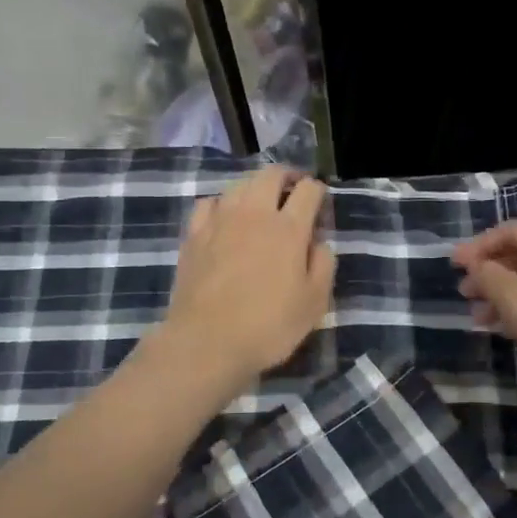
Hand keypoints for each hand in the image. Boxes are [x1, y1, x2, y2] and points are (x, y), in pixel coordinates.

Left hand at [157, 167, 334, 395]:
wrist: (206, 342)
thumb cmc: (268, 326)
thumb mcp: (314, 303)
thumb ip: (323, 265)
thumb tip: (319, 242)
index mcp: (288, 228)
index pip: (308, 190)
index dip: (318, 190)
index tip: (320, 202)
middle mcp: (254, 214)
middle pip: (271, 174)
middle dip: (287, 175)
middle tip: (294, 188)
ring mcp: (219, 221)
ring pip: (239, 184)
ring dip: (255, 187)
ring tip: (261, 202)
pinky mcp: (193, 235)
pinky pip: (209, 203)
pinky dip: (222, 203)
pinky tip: (225, 217)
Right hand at [454, 220, 516, 387]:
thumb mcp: (516, 299)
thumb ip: (489, 276)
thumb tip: (476, 266)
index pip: (512, 231)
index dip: (477, 247)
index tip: (453, 265)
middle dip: (491, 274)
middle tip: (465, 293)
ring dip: (506, 295)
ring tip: (479, 317)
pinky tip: (509, 329)